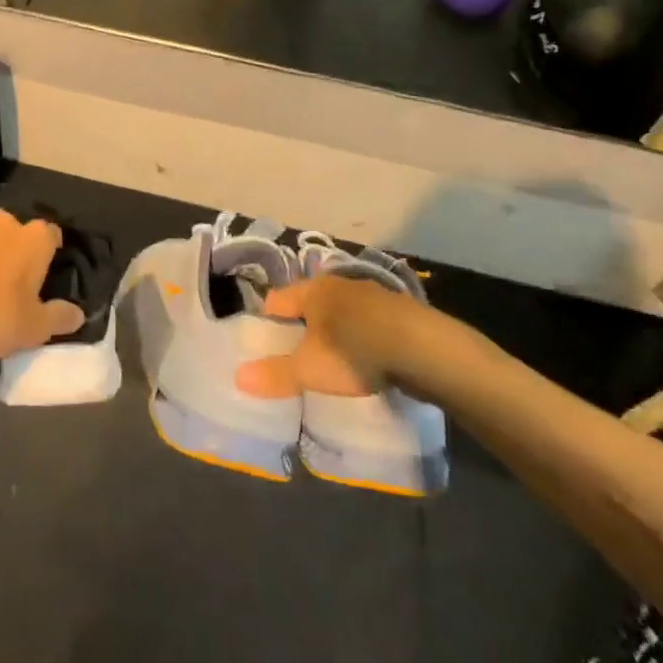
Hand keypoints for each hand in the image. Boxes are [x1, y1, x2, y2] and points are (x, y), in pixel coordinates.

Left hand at [0, 209, 83, 372]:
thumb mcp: (37, 329)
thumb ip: (61, 317)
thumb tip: (78, 314)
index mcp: (35, 239)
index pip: (50, 234)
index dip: (47, 250)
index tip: (40, 269)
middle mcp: (4, 220)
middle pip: (12, 227)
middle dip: (9, 244)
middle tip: (1, 276)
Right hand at [235, 273, 418, 398]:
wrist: (424, 349)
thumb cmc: (355, 351)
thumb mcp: (310, 369)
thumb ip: (275, 374)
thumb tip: (238, 378)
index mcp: (313, 290)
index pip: (277, 300)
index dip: (268, 322)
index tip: (265, 344)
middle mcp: (341, 284)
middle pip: (310, 304)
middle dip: (303, 326)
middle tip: (297, 355)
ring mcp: (374, 295)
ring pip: (342, 312)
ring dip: (336, 331)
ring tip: (334, 359)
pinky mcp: (401, 312)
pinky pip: (370, 322)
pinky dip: (364, 337)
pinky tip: (370, 359)